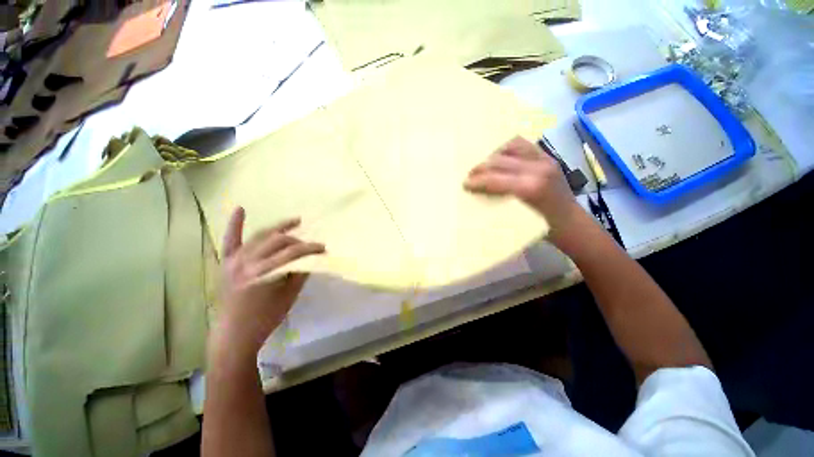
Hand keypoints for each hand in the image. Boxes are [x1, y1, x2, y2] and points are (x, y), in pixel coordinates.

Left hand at [212, 207, 324, 358]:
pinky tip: (241, 209)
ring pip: (260, 237)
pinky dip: (236, 224)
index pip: (292, 253)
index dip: (310, 248)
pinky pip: (230, 240)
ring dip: (279, 228)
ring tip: (295, 221)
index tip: (323, 248)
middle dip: (298, 241)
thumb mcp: (289, 297)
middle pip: (278, 241)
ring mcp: (234, 260)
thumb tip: (311, 258)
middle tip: (310, 245)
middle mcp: (247, 262)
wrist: (234, 334)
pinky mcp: (226, 263)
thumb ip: (300, 273)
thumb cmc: (265, 318)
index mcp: (263, 272)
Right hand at [464, 136, 584, 238]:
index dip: (477, 180)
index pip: (495, 179)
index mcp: (530, 188)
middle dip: (481, 167)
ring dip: (494, 154)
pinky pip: (524, 144)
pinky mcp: (549, 156)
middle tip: (470, 174)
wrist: (572, 223)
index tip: (465, 183)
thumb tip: (479, 195)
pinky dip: (509, 148)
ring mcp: (545, 159)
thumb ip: (499, 203)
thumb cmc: (543, 228)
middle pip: (500, 161)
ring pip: (511, 146)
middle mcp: (538, 169)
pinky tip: (501, 157)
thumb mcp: (518, 220)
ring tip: (485, 164)